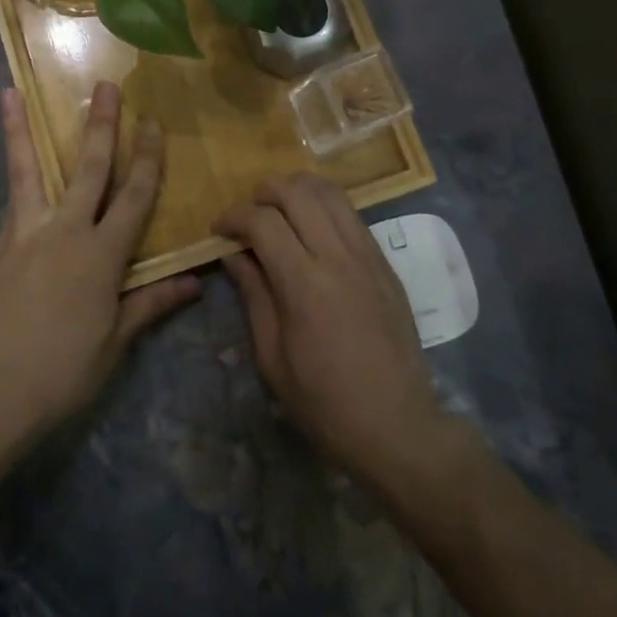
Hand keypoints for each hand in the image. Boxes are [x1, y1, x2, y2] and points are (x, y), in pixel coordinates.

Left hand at [0, 82, 200, 449]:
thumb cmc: (64, 369)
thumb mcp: (114, 340)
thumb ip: (151, 303)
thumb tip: (196, 283)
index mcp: (102, 255)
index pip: (134, 197)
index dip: (147, 159)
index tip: (152, 123)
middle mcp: (67, 231)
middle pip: (89, 169)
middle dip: (102, 126)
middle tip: (105, 85)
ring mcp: (29, 232)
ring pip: (30, 169)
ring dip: (24, 129)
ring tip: (12, 92)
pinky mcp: (2, 242)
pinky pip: (12, 195)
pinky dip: (10, 168)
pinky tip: (9, 148)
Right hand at [216, 175, 447, 488]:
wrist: (397, 427)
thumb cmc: (324, 403)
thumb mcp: (272, 358)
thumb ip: (253, 296)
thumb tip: (234, 255)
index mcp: (304, 284)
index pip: (263, 221)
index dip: (234, 216)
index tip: (219, 230)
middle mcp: (338, 258)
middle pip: (297, 193)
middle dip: (264, 192)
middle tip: (248, 215)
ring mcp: (368, 256)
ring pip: (330, 193)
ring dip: (297, 190)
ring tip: (280, 210)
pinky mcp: (386, 263)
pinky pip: (352, 214)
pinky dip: (325, 206)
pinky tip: (312, 228)